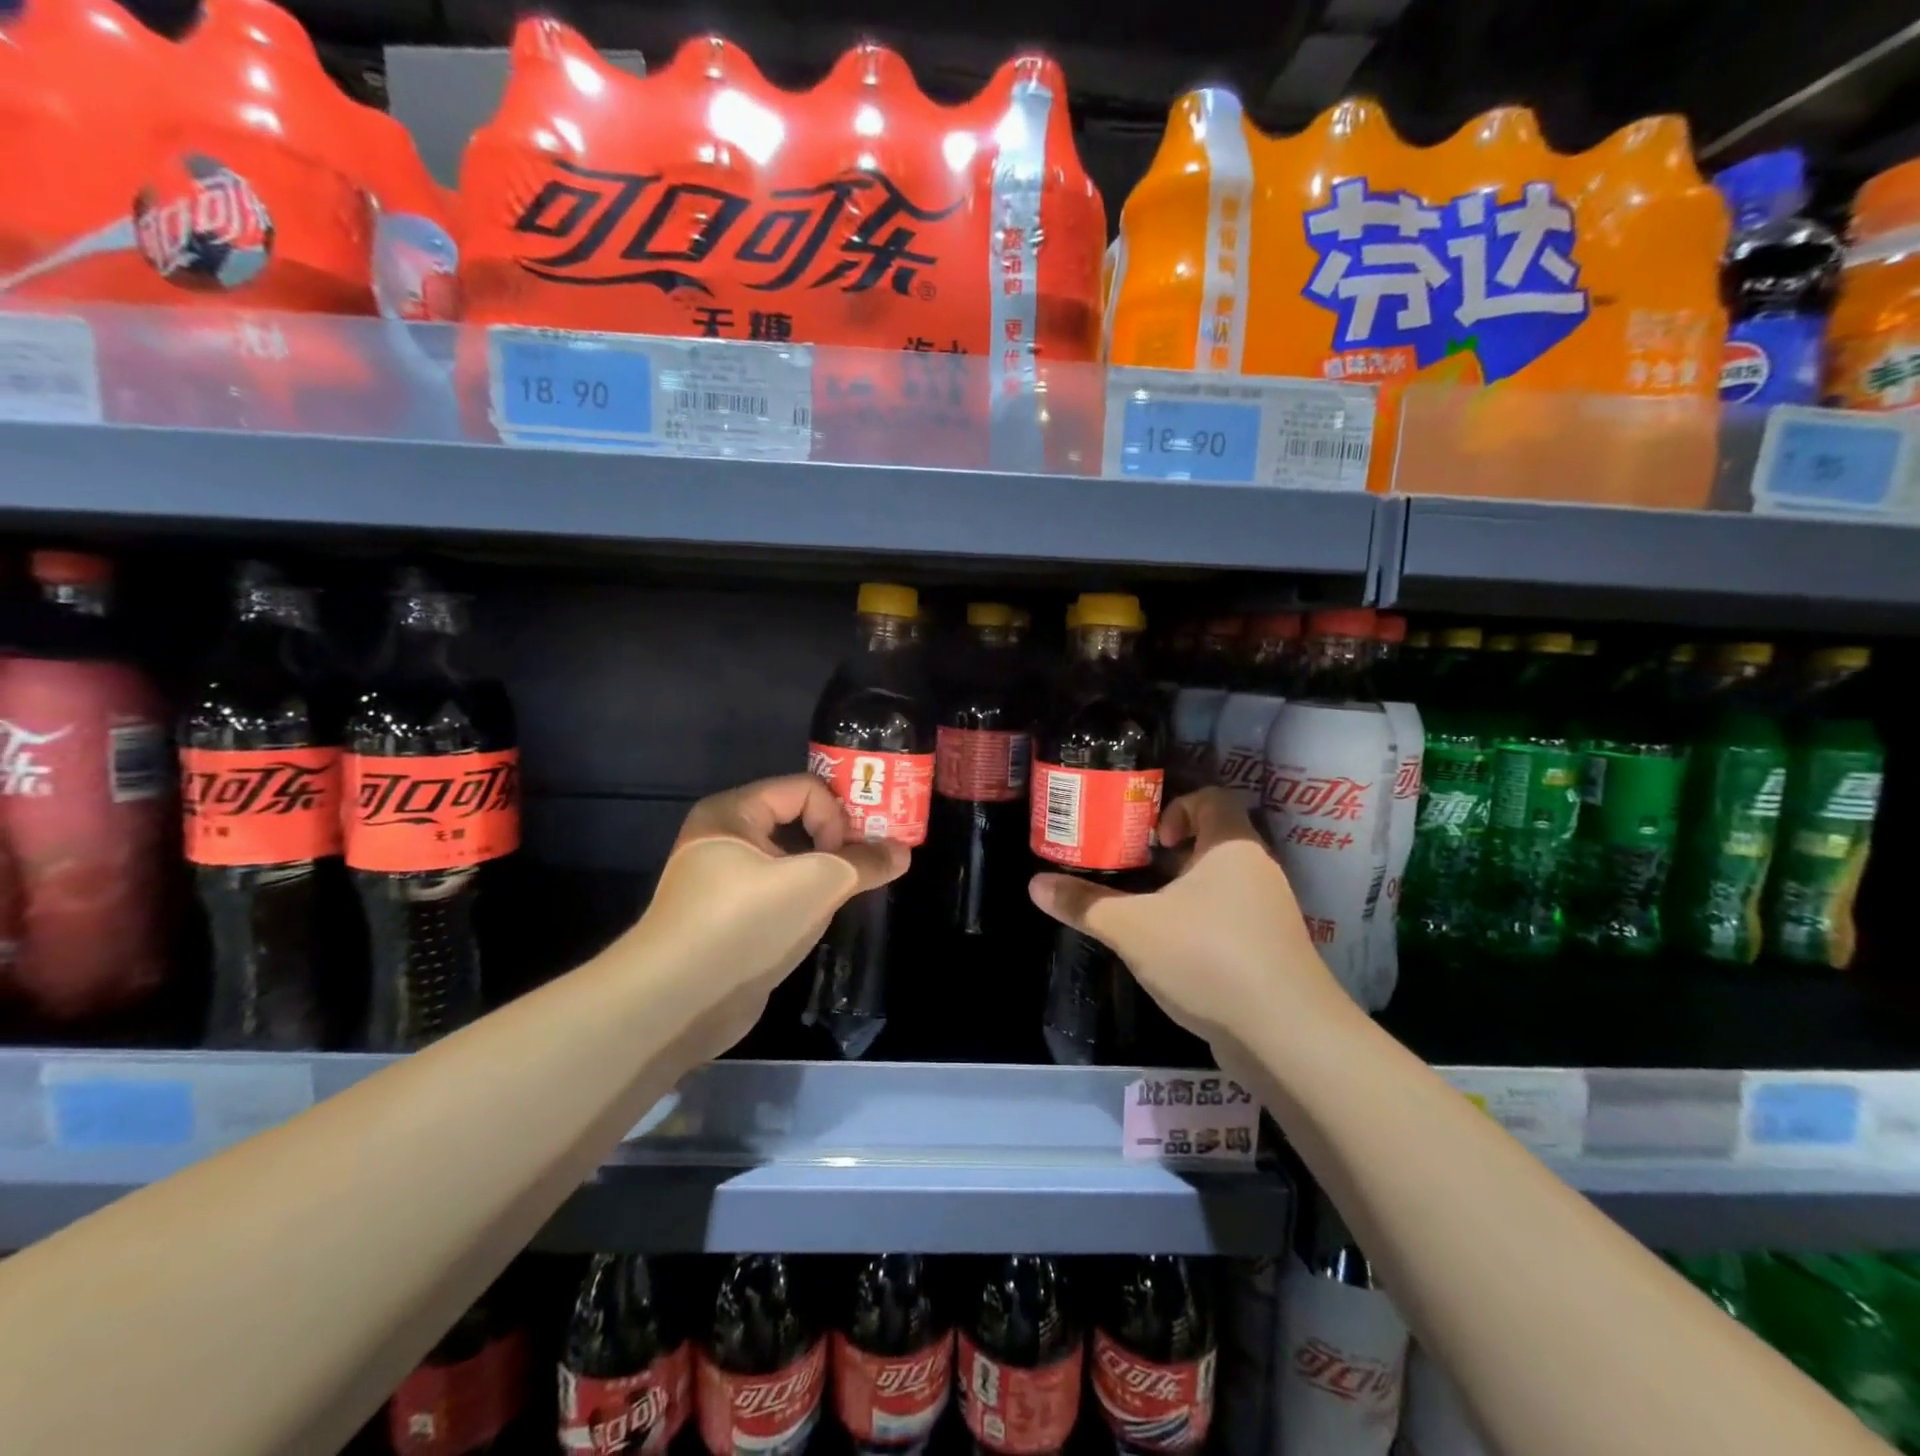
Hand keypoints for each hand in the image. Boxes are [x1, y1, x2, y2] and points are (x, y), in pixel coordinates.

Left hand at [633, 775, 906, 1056]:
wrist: (678, 1004)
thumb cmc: (745, 923)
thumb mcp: (816, 884)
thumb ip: (864, 863)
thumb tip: (903, 852)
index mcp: (734, 812)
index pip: (806, 789)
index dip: (837, 815)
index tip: (851, 854)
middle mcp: (726, 838)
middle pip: (799, 820)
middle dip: (839, 841)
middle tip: (872, 864)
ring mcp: (725, 882)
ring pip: (791, 861)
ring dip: (826, 873)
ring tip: (855, 892)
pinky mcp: (731, 920)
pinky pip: (780, 893)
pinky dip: (806, 900)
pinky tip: (823, 919)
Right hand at [1028, 788, 1347, 1047]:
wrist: (1285, 1037)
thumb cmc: (1208, 957)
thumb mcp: (1132, 928)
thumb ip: (1084, 905)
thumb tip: (1034, 885)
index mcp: (1232, 847)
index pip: (1213, 798)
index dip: (1177, 807)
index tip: (1149, 838)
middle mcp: (1257, 872)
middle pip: (1213, 843)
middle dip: (1169, 856)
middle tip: (1131, 872)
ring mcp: (1269, 914)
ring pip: (1220, 886)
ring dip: (1182, 893)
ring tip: (1143, 913)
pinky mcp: (1271, 953)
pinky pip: (1229, 921)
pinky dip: (1199, 926)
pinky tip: (1170, 953)